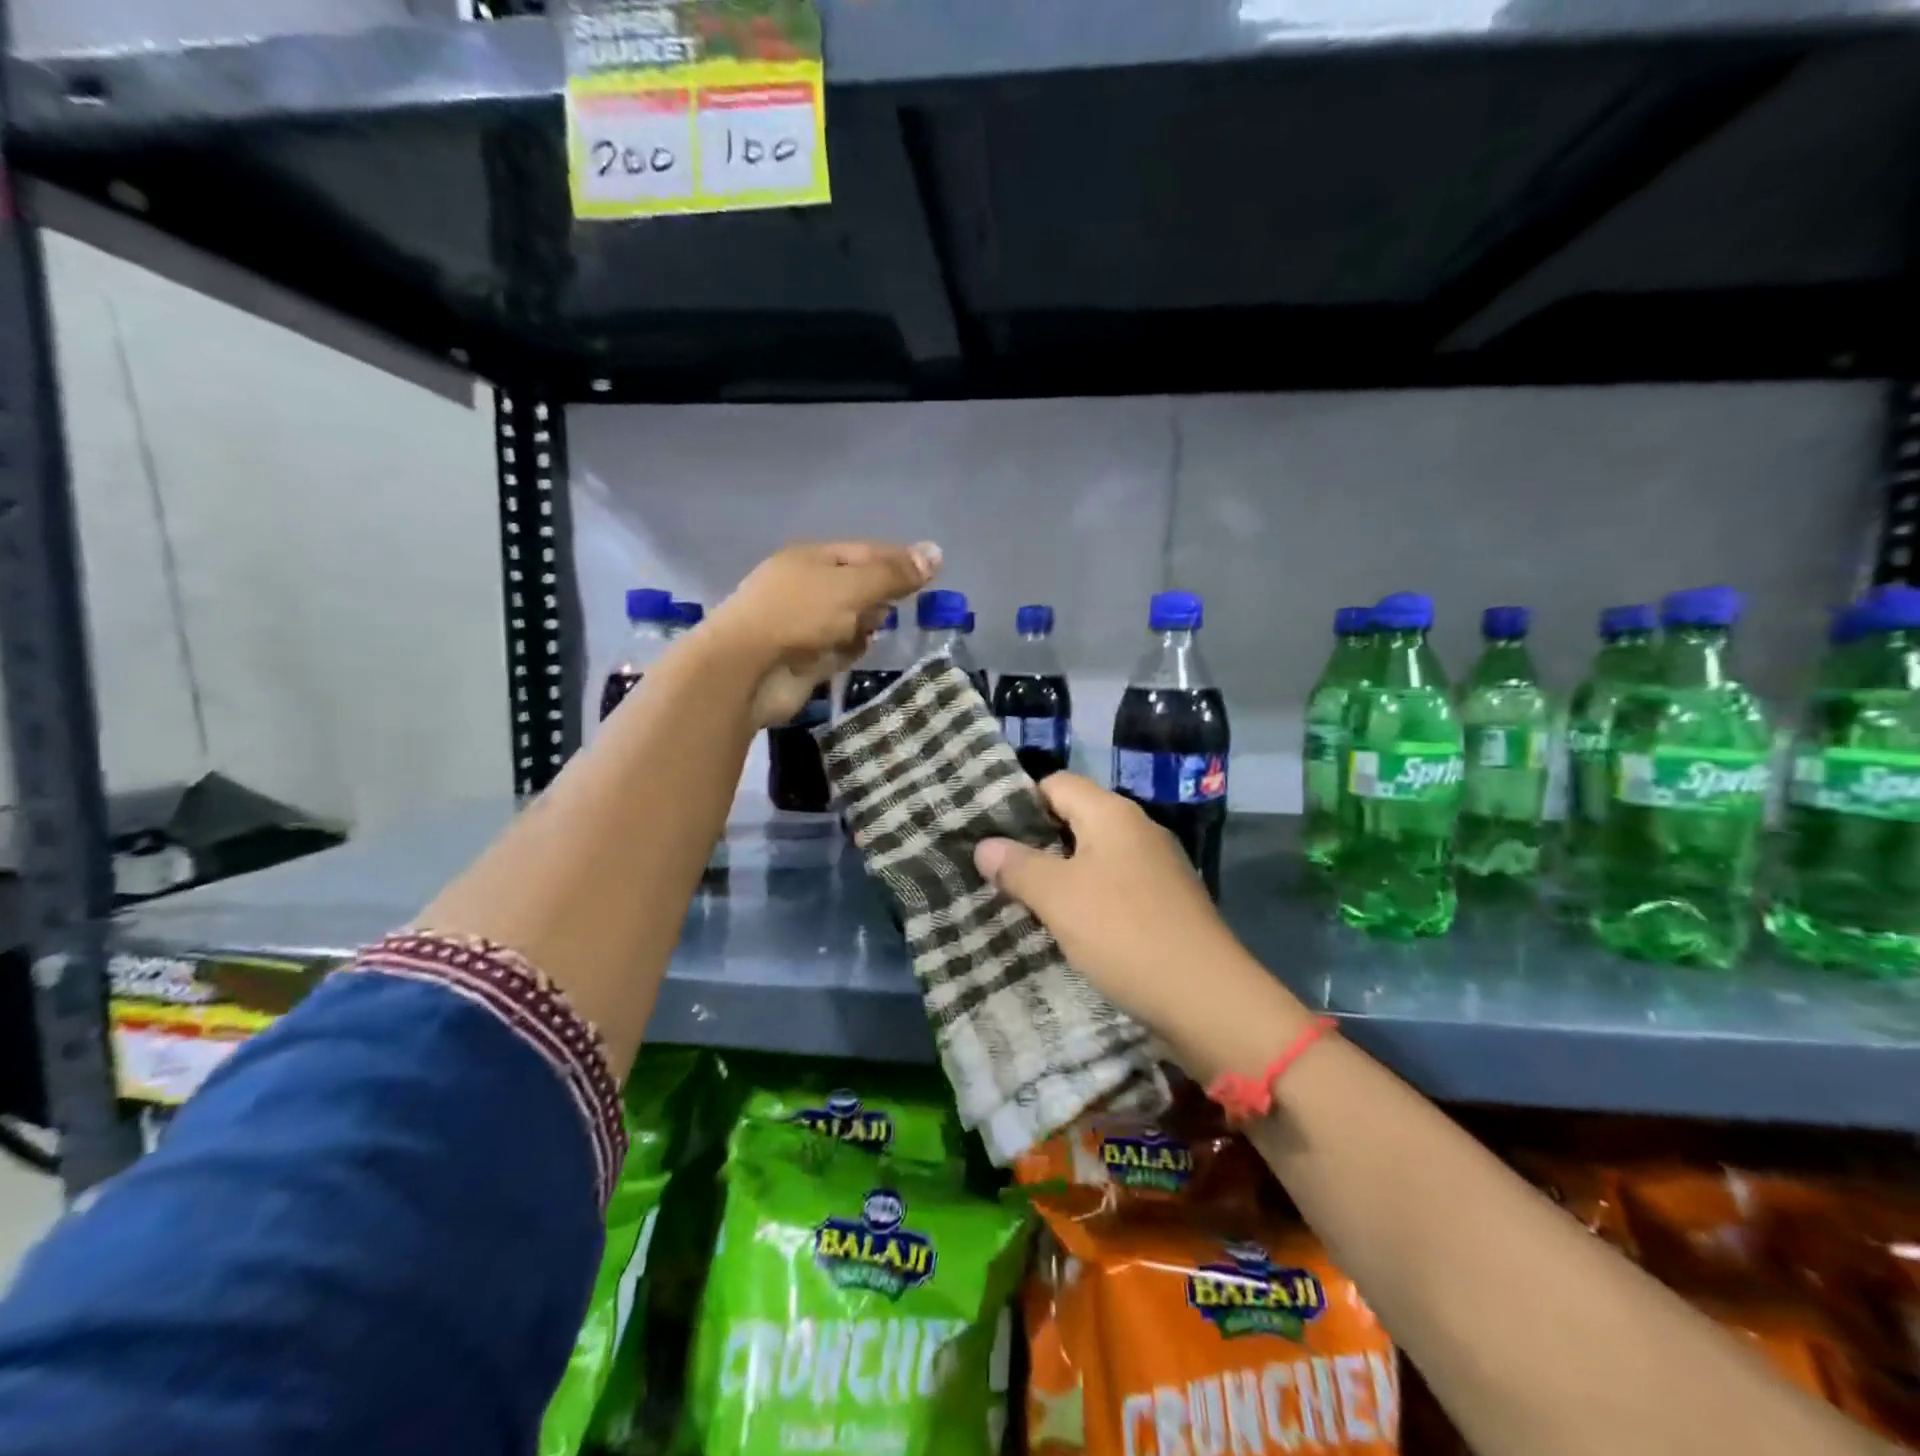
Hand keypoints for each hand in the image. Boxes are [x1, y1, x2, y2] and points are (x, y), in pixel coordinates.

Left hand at [704, 540, 938, 726]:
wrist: (745, 670)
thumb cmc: (797, 615)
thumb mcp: (851, 587)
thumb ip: (893, 574)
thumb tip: (936, 553)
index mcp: (812, 559)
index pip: (865, 552)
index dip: (898, 560)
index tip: (931, 573)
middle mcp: (807, 588)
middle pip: (858, 587)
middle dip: (880, 597)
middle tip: (900, 607)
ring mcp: (804, 625)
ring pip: (851, 620)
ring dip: (866, 626)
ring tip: (873, 632)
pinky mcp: (804, 659)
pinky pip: (839, 649)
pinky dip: (850, 650)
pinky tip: (856, 653)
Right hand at [973, 774, 1308, 1080]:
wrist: (1208, 999)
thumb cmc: (1125, 933)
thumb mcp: (1059, 897)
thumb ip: (1018, 866)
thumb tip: (984, 845)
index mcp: (1113, 814)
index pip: (1056, 783)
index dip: (1019, 800)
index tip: (985, 829)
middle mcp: (1137, 830)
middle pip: (1074, 817)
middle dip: (1033, 841)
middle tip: (994, 865)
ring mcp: (1155, 867)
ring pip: (1092, 855)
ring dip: (1057, 872)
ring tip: (1018, 896)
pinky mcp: (1163, 902)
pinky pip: (1112, 885)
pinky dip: (1084, 896)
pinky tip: (1062, 923)